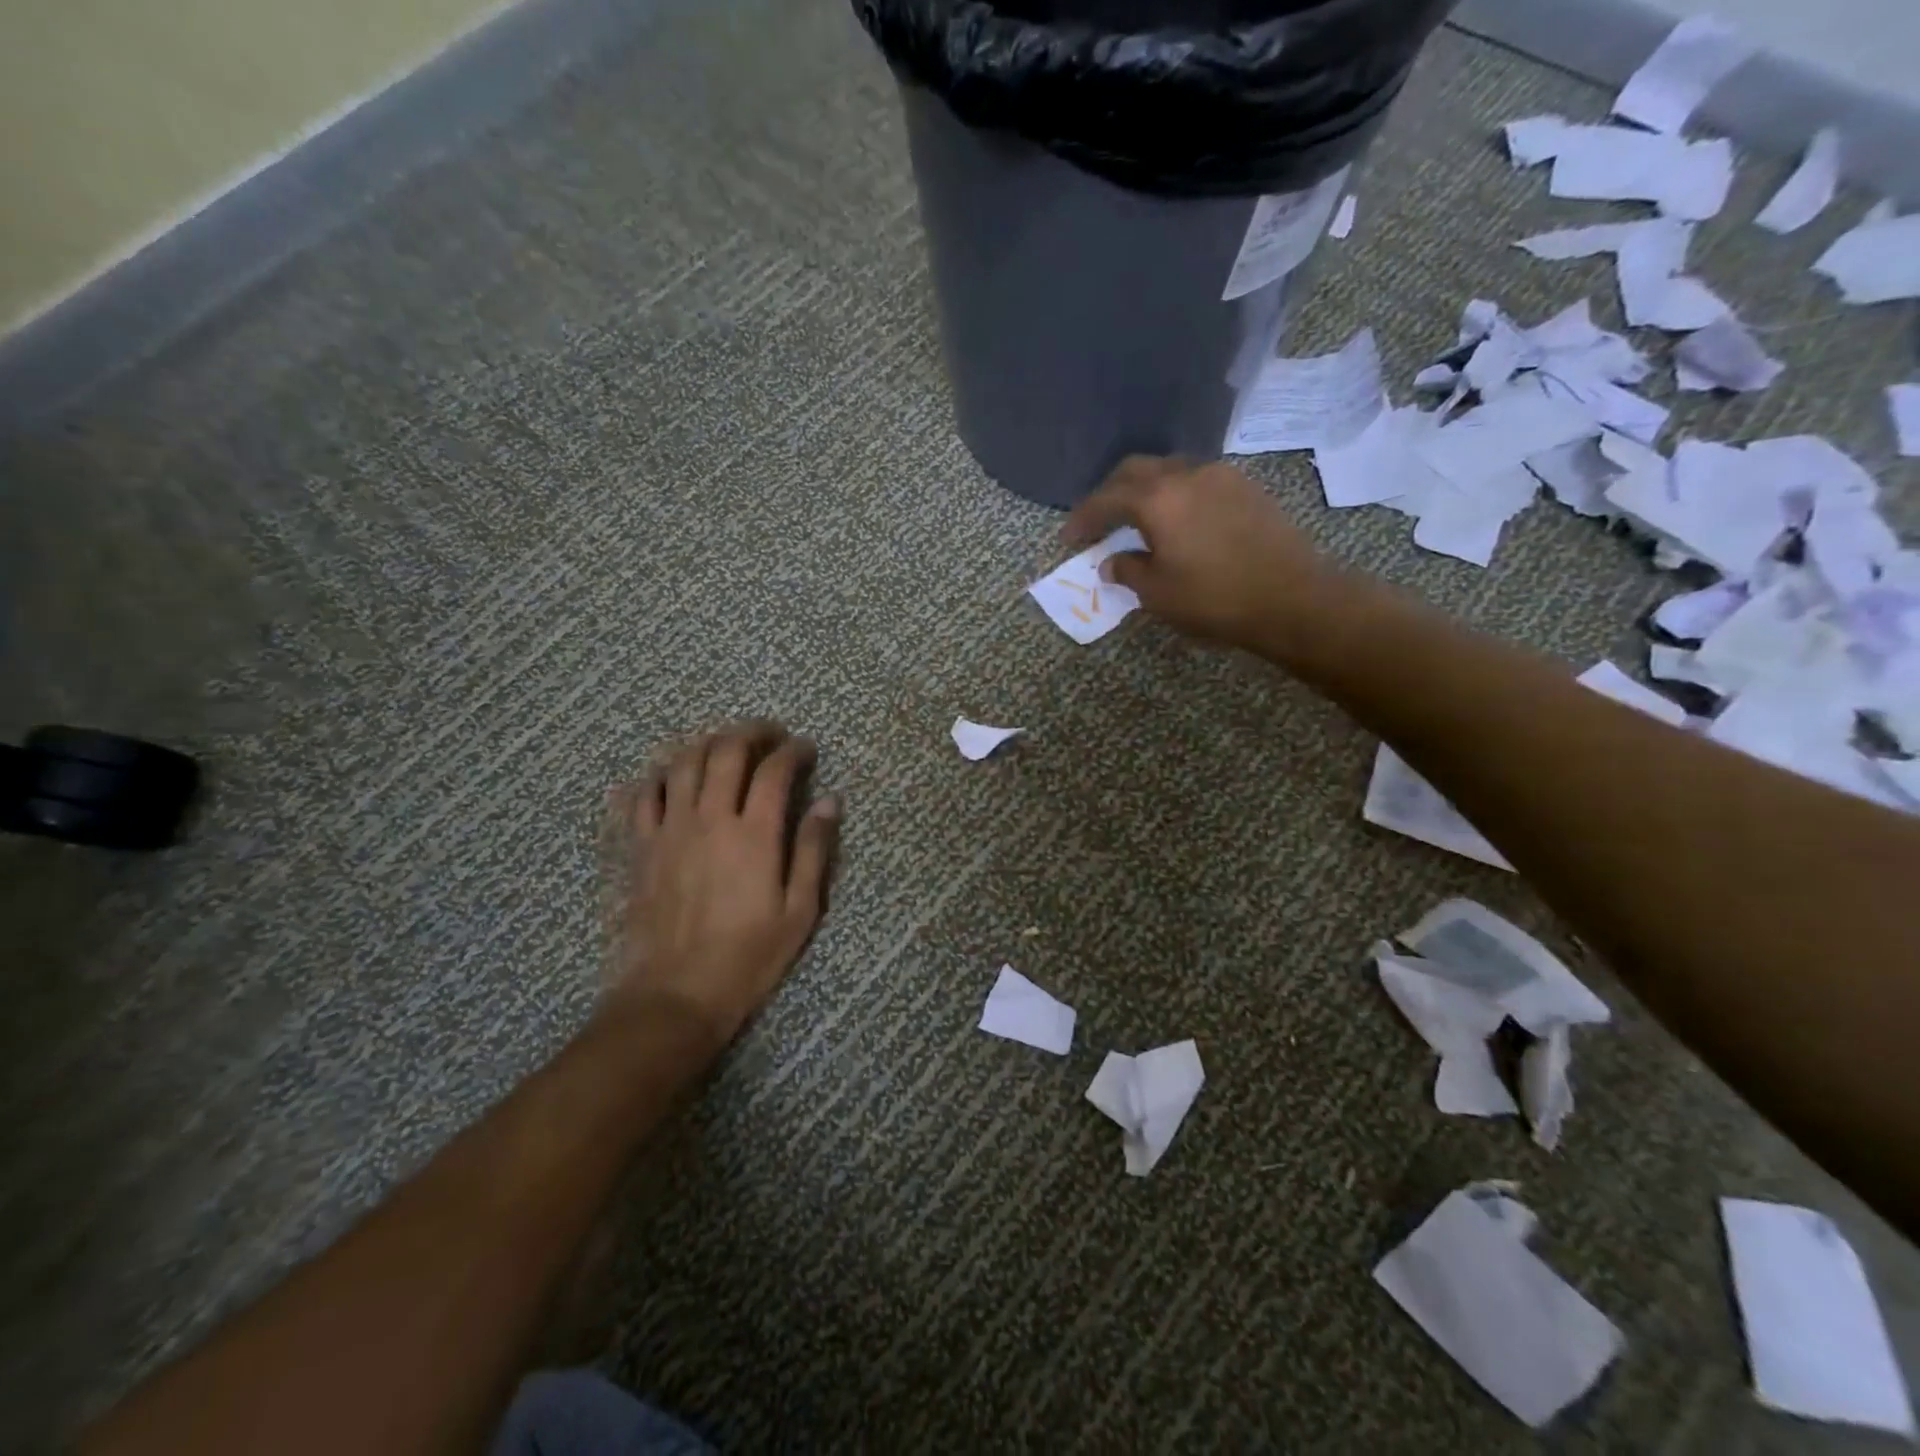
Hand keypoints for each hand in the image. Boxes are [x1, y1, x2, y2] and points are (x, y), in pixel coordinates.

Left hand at [609, 723, 838, 1049]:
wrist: (676, 993)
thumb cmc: (748, 956)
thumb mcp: (799, 910)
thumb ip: (813, 850)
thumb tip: (829, 802)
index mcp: (754, 834)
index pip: (774, 770)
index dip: (793, 751)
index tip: (806, 750)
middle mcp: (710, 818)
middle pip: (726, 751)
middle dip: (752, 732)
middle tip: (770, 734)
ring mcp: (670, 829)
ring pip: (683, 762)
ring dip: (708, 742)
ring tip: (726, 745)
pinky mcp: (642, 846)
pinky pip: (644, 794)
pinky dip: (660, 774)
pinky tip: (673, 773)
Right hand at [1062, 456, 1333, 651]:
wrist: (1294, 598)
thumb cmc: (1216, 599)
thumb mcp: (1159, 594)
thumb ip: (1128, 571)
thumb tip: (1112, 562)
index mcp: (1158, 499)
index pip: (1107, 498)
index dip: (1083, 517)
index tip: (1069, 537)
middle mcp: (1187, 475)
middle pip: (1136, 470)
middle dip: (1110, 493)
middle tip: (1098, 521)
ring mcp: (1221, 477)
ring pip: (1169, 470)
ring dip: (1145, 490)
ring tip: (1136, 519)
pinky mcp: (1246, 488)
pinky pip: (1197, 481)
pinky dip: (1175, 495)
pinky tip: (1177, 521)